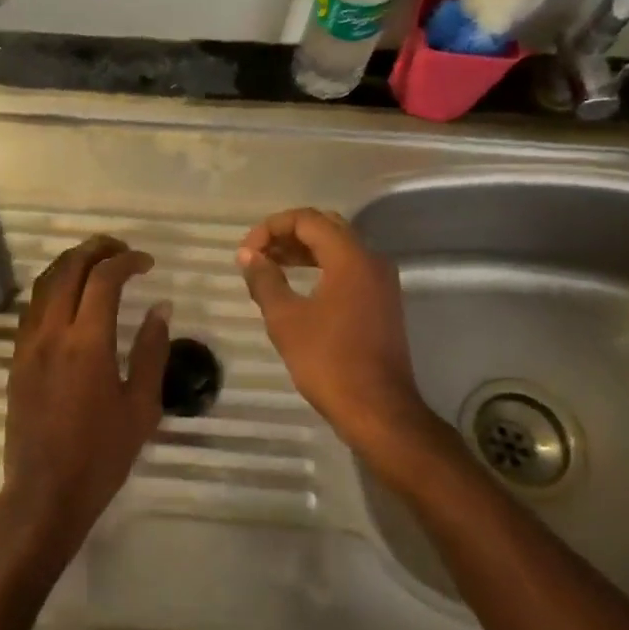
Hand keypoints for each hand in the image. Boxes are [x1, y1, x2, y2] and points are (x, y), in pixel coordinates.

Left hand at [0, 236, 170, 571]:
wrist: (44, 492)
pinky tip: (71, 295)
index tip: (147, 263)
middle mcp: (52, 333)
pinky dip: (53, 286)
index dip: (127, 261)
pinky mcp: (17, 357)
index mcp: (87, 343)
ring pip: (44, 282)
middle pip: (68, 269)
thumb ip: (152, 351)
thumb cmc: (101, 455)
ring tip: (98, 262)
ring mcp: (28, 343)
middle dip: (96, 250)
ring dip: (71, 263)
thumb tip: (160, 308)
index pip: (103, 279)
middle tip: (122, 250)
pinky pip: (33, 306)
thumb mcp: (141, 406)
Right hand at [238, 208, 435, 467]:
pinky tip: (297, 286)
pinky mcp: (381, 302)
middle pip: (325, 228)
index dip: (271, 228)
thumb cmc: (328, 361)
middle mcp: (371, 260)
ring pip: (338, 248)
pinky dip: (320, 268)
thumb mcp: (285, 319)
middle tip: (257, 255)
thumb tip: (248, 256)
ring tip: (270, 267)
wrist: (378, 410)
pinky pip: (348, 269)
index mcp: (350, 258)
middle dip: (287, 235)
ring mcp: (380, 282)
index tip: (247, 253)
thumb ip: (265, 280)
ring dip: (302, 251)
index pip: (307, 220)